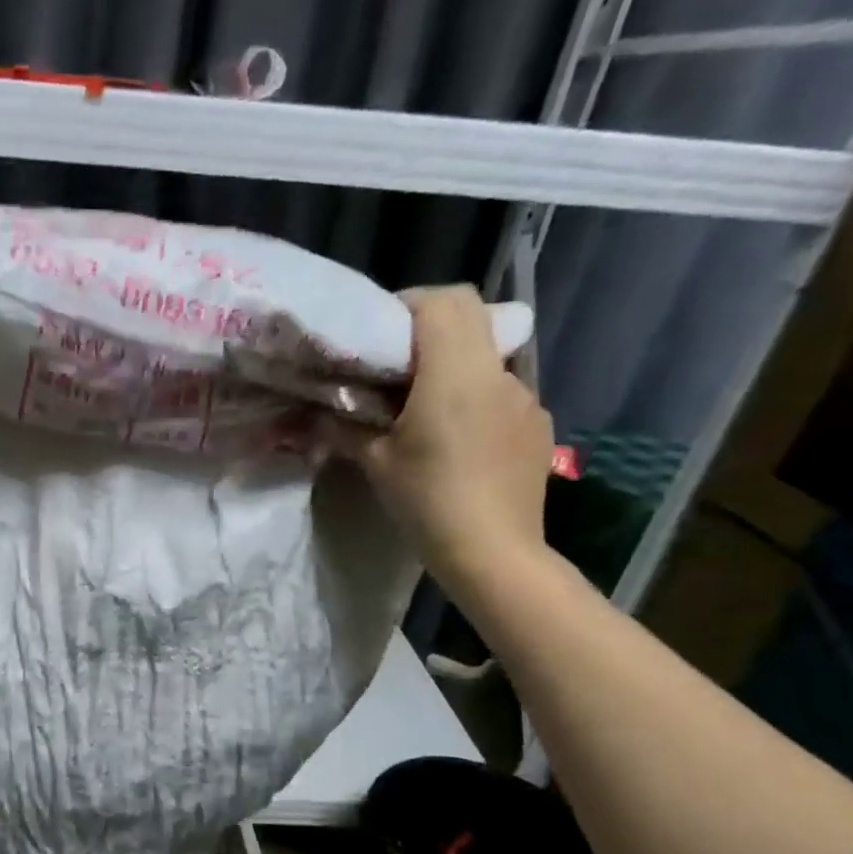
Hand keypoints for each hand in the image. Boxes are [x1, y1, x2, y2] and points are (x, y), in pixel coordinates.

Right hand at [327, 285, 553, 592]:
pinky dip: (474, 395)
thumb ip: (345, 427)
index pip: (442, 301)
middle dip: (430, 326)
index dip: (408, 303)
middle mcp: (497, 372)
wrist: (494, 552)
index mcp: (455, 373)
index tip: (379, 332)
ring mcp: (524, 397)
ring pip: (486, 354)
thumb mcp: (375, 463)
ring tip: (422, 405)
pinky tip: (456, 438)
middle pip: (470, 315)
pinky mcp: (536, 424)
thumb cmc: (428, 502)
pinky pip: (501, 390)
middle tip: (394, 360)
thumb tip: (315, 413)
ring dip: (453, 363)